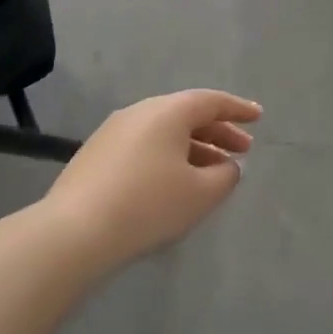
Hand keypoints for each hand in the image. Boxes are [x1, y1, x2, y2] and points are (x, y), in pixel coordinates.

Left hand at [43, 89, 259, 270]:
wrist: (74, 232)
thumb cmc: (149, 205)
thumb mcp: (201, 193)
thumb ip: (226, 175)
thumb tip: (227, 166)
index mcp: (167, 112)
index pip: (211, 101)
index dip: (238, 109)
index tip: (258, 117)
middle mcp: (139, 113)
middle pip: (187, 115)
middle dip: (218, 132)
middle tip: (243, 150)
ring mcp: (112, 133)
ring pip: (164, 133)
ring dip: (194, 147)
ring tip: (214, 171)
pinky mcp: (96, 156)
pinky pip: (144, 147)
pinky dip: (169, 157)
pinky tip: (175, 182)